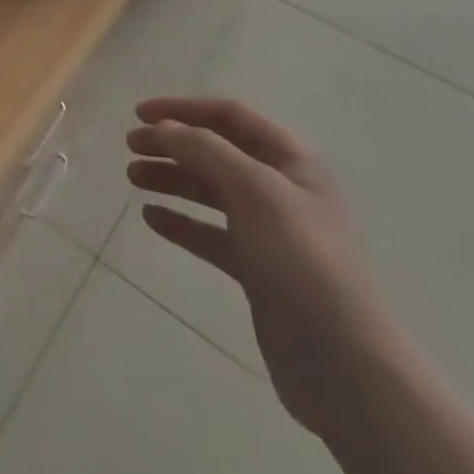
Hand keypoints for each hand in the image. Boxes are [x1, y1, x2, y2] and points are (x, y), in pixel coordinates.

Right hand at [127, 97, 411, 439]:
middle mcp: (280, 187)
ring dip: (172, 179)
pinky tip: (152, 219)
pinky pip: (211, 234)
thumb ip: (206, 151)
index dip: (183, 109)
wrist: (343, 364)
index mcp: (290, 159)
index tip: (139, 114)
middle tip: (130, 147)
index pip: (229, 116)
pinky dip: (182, 223)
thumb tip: (165, 127)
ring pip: (211, 191)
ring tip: (132, 178)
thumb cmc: (300, 261)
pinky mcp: (257, 270)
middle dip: (173, 144)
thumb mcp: (254, 190)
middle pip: (217, 151)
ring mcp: (269, 231)